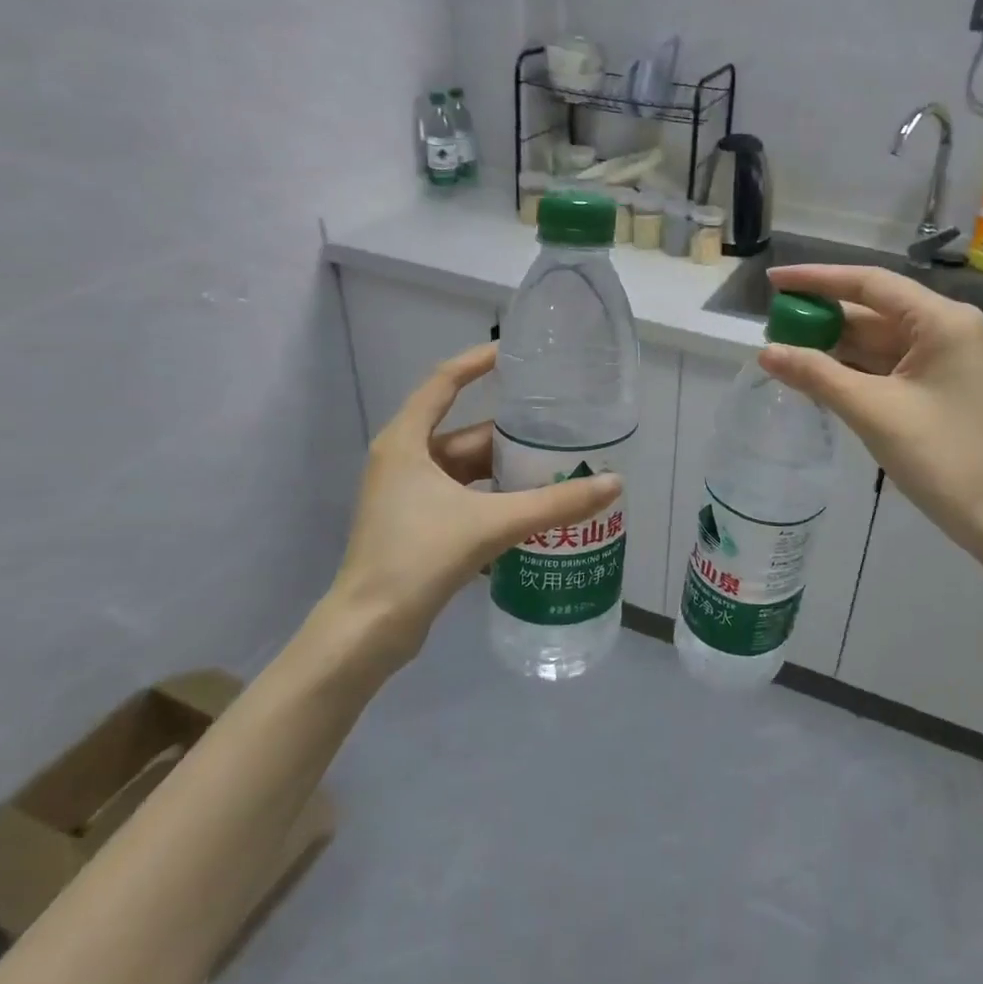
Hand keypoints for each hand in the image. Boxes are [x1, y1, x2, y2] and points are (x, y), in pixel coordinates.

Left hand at [316, 344, 621, 667]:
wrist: (369, 631)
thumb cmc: (418, 559)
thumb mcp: (491, 523)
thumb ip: (554, 503)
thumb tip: (613, 483)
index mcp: (406, 442)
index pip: (444, 381)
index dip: (479, 361)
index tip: (517, 352)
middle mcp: (404, 460)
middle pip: (467, 433)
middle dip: (512, 433)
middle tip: (562, 428)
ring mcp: (408, 495)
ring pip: (469, 470)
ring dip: (508, 470)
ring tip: (558, 467)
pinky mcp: (417, 525)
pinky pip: (465, 497)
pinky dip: (496, 498)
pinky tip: (533, 507)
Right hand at [760, 265, 982, 557]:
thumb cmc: (941, 457)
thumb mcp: (872, 411)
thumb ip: (816, 374)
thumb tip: (766, 352)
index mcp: (942, 320)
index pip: (870, 284)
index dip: (817, 279)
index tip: (774, 282)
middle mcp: (949, 328)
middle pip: (875, 310)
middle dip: (825, 316)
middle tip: (775, 323)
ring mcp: (948, 358)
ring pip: (881, 339)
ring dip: (837, 344)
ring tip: (787, 347)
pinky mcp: (943, 385)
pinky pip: (891, 364)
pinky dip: (856, 367)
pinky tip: (820, 372)